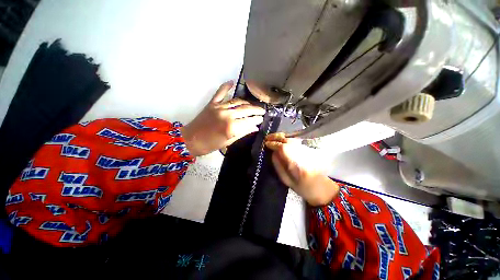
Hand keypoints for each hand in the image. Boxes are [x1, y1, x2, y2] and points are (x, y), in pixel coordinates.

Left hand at [180, 81, 264, 156]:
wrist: (190, 140)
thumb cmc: (210, 145)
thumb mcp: (228, 142)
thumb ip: (243, 133)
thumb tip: (254, 128)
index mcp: (232, 127)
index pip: (250, 120)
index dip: (257, 119)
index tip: (262, 119)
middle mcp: (227, 114)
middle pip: (246, 109)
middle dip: (256, 110)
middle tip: (262, 111)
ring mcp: (219, 107)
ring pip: (237, 101)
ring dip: (247, 103)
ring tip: (253, 105)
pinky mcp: (212, 104)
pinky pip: (220, 93)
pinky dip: (226, 87)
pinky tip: (231, 82)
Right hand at [265, 133, 338, 206]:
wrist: (321, 186)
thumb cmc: (301, 187)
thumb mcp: (286, 179)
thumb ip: (278, 164)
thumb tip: (272, 152)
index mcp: (294, 161)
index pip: (281, 147)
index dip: (273, 144)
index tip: (266, 144)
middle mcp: (300, 151)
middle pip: (286, 140)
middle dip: (276, 137)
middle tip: (267, 138)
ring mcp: (305, 149)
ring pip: (291, 139)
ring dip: (281, 137)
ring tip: (272, 138)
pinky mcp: (307, 149)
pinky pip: (294, 141)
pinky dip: (286, 139)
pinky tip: (282, 140)